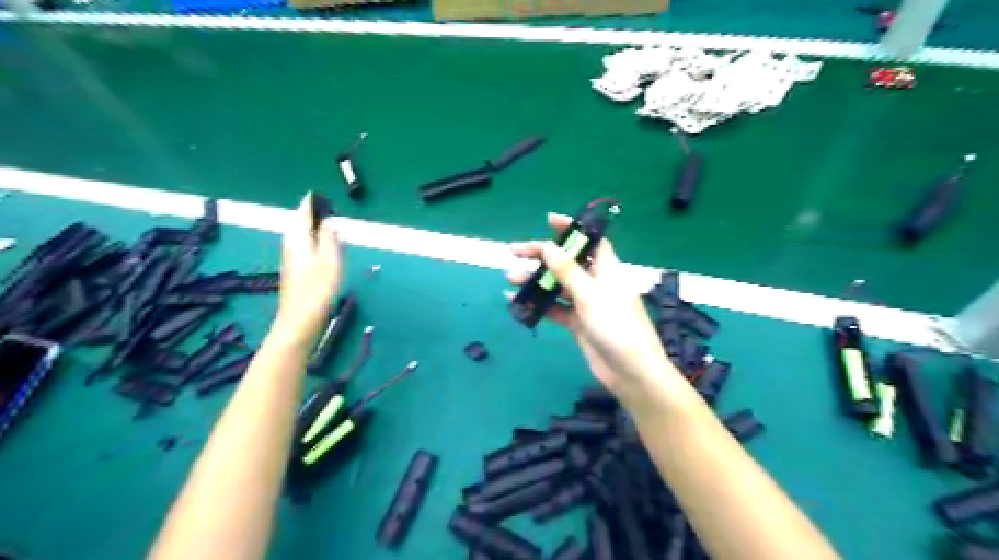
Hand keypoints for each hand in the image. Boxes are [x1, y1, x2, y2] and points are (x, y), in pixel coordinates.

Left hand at [273, 192, 345, 344]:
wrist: (299, 321)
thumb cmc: (317, 290)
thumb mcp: (330, 261)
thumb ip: (329, 239)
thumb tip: (329, 221)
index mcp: (298, 240)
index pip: (302, 215)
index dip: (311, 204)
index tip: (318, 195)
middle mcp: (291, 247)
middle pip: (298, 224)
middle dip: (309, 215)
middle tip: (323, 207)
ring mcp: (291, 260)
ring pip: (298, 236)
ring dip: (309, 228)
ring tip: (323, 223)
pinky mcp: (294, 272)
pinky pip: (302, 247)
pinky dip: (310, 241)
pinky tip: (319, 248)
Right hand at [508, 213, 679, 402]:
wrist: (631, 373)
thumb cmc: (617, 328)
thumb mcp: (591, 296)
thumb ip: (568, 272)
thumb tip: (549, 246)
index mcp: (608, 269)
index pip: (590, 240)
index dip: (571, 228)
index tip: (548, 220)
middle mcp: (597, 282)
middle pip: (567, 261)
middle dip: (541, 255)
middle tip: (514, 251)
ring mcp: (586, 303)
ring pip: (557, 285)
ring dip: (535, 280)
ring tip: (510, 280)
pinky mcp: (578, 323)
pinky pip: (555, 308)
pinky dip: (538, 304)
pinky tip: (516, 303)